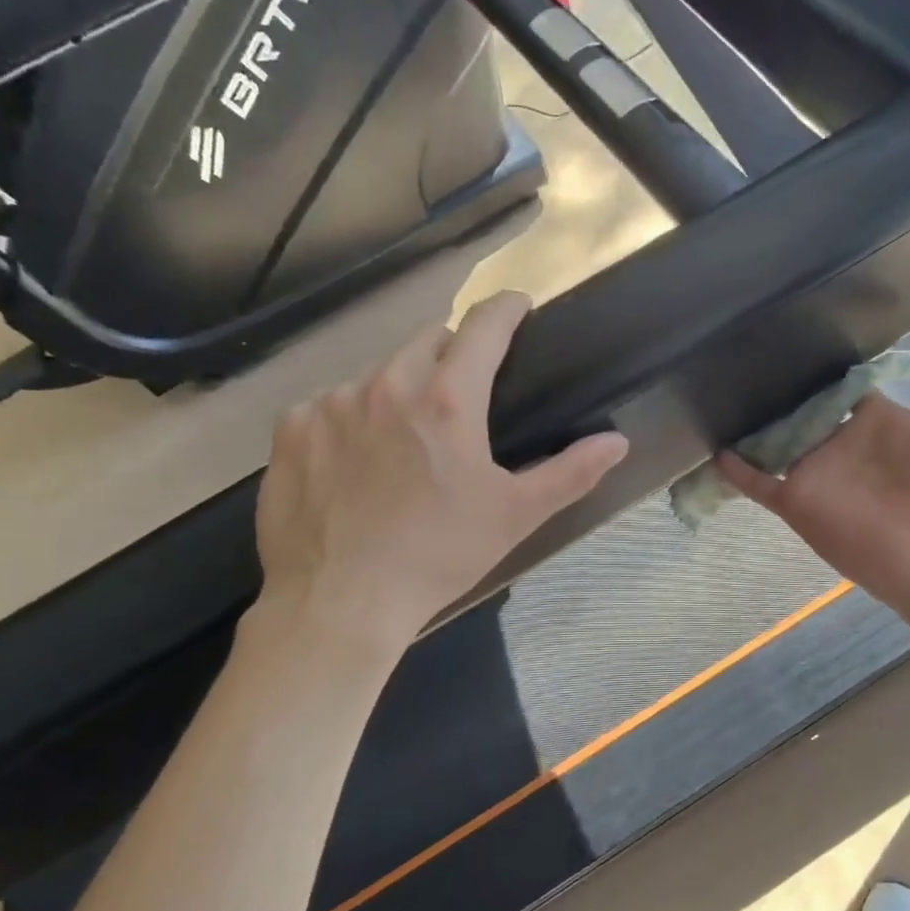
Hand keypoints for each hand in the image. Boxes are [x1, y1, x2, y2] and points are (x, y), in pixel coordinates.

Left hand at [250, 291, 628, 652]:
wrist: (338, 605)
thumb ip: (571, 472)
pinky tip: (354, 464)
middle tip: (462, 399)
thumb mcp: (514, 516)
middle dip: (452, 354)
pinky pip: (330, 404)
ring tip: (403, 443)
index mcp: (446, 401)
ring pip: (378, 374)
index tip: (517, 306)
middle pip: (428, 341)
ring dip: (399, 391)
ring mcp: (330, 403)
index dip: (505, 309)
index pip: (482, 328)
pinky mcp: (291, 429)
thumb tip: (618, 442)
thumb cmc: (437, 557)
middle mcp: (385, 385)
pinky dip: (349, 420)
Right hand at [717, 328, 909, 628]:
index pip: (844, 390)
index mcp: (880, 422)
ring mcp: (818, 474)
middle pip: (804, 415)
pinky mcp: (798, 502)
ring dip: (753, 427)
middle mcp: (843, 445)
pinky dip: (737, 471)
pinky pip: (759, 484)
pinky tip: (715, 451)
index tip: (797, 341)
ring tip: (719, 392)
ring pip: (776, 445)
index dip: (825, 370)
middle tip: (746, 360)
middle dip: (780, 394)